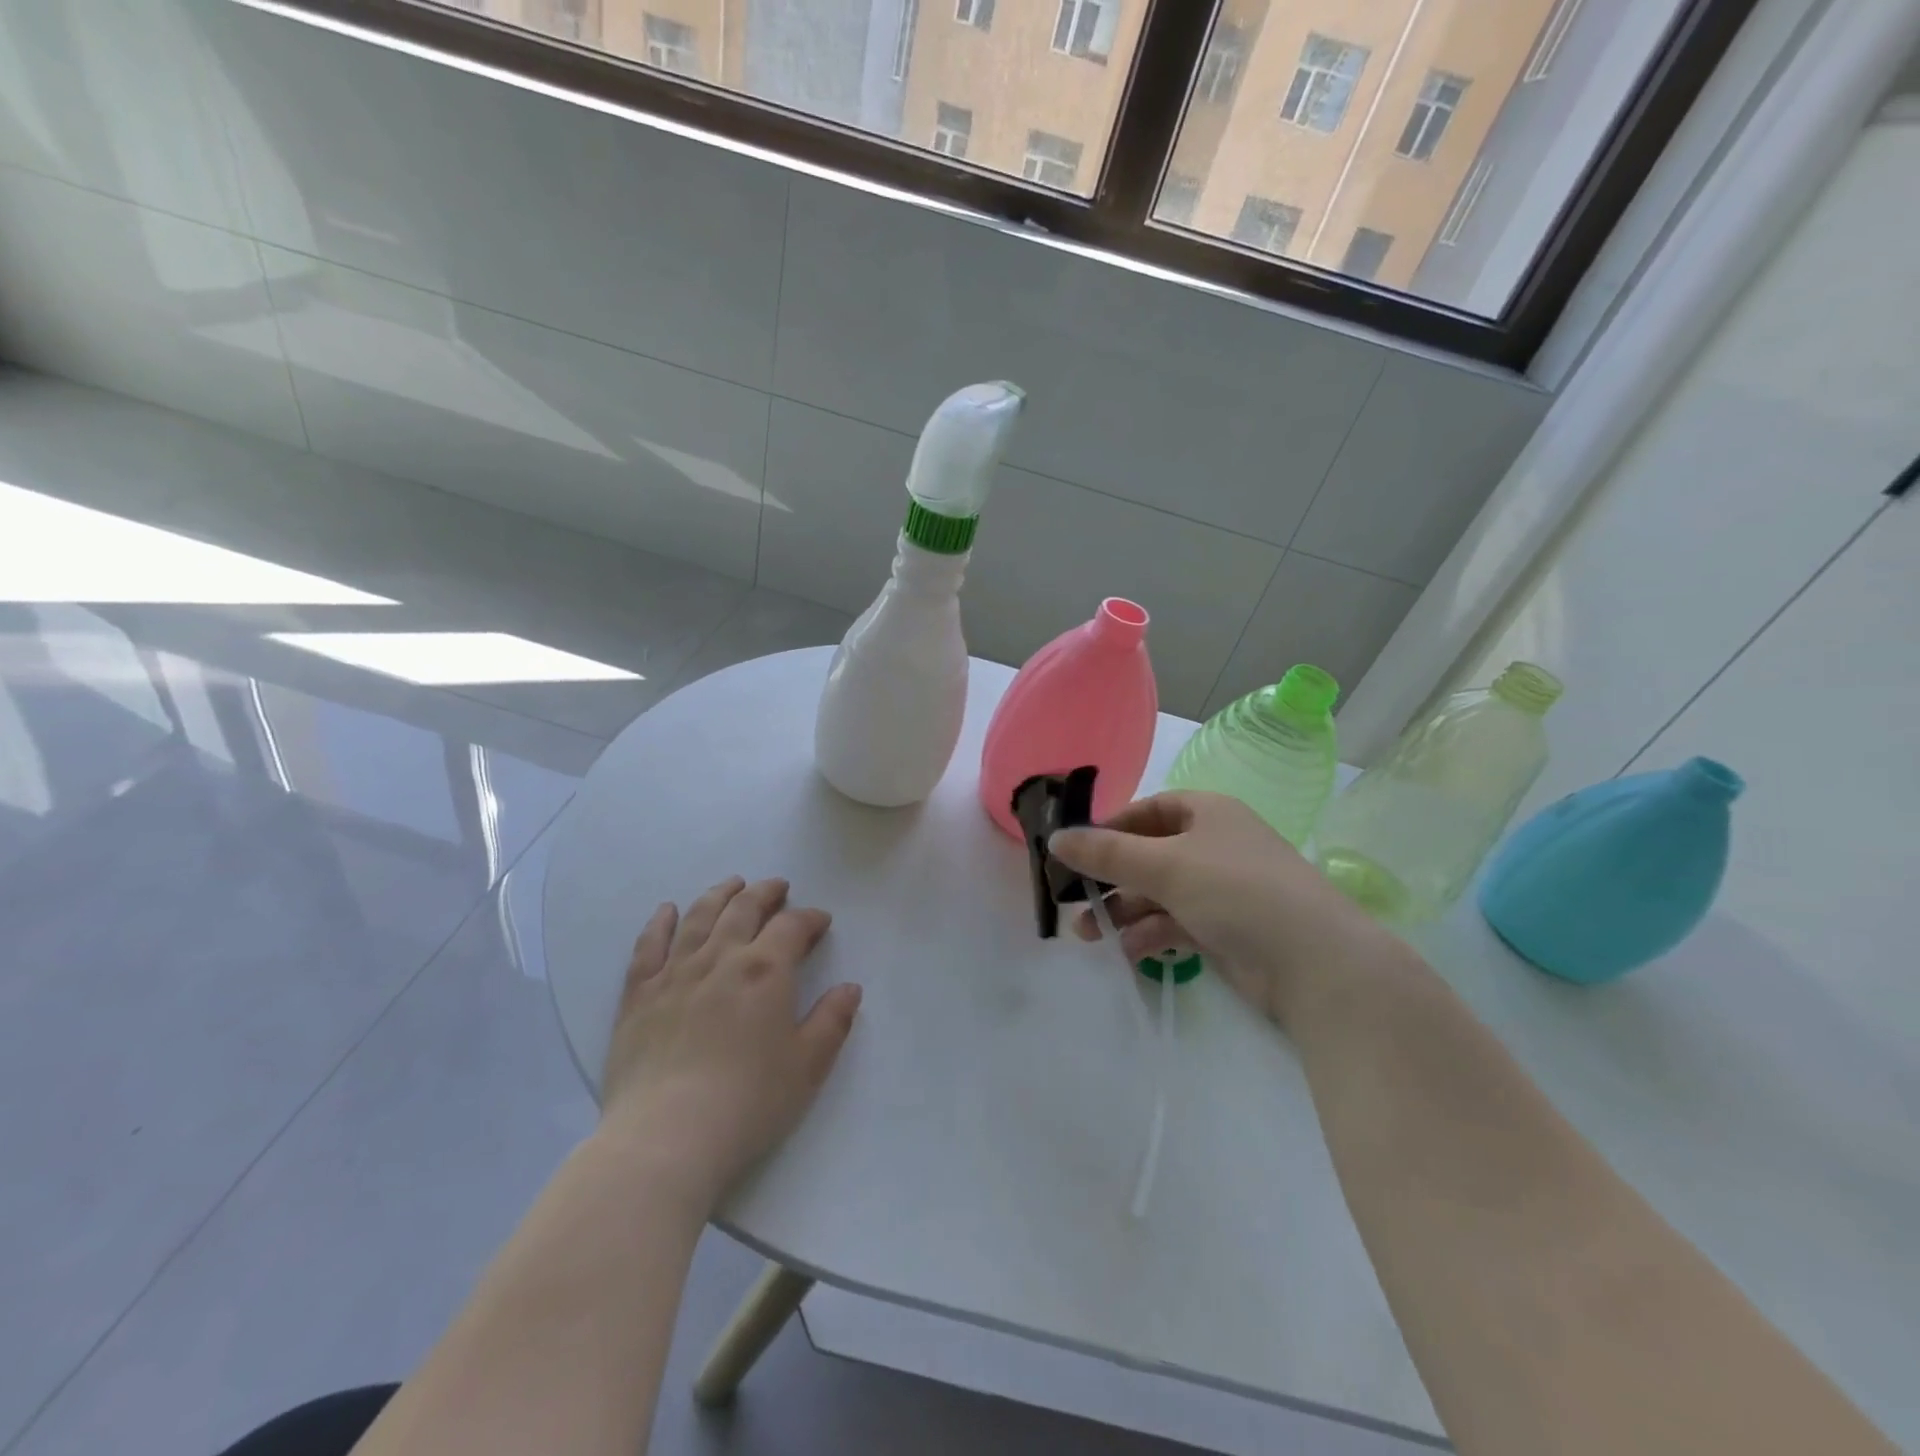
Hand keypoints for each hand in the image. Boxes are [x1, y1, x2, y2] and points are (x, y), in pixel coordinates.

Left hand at [598, 876, 861, 1210]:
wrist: (666, 1137)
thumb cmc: (748, 1101)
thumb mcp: (807, 1065)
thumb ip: (832, 1021)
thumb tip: (850, 988)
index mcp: (765, 970)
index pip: (792, 927)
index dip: (810, 918)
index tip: (820, 921)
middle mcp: (720, 958)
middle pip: (744, 909)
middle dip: (765, 893)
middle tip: (778, 887)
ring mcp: (674, 973)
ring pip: (698, 917)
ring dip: (719, 895)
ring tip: (733, 884)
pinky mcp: (638, 995)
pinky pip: (648, 946)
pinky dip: (659, 923)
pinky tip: (667, 910)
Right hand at [1050, 792, 1393, 1028]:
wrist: (1315, 963)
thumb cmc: (1236, 891)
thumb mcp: (1164, 865)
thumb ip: (1106, 853)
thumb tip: (1055, 839)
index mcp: (1207, 813)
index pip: (1148, 810)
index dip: (1110, 827)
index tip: (1075, 851)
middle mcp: (1214, 846)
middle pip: (1148, 855)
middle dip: (1110, 878)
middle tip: (1072, 899)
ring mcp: (1221, 890)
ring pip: (1158, 893)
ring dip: (1123, 911)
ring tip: (1088, 934)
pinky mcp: (1225, 930)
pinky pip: (1176, 924)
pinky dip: (1151, 935)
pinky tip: (1129, 951)